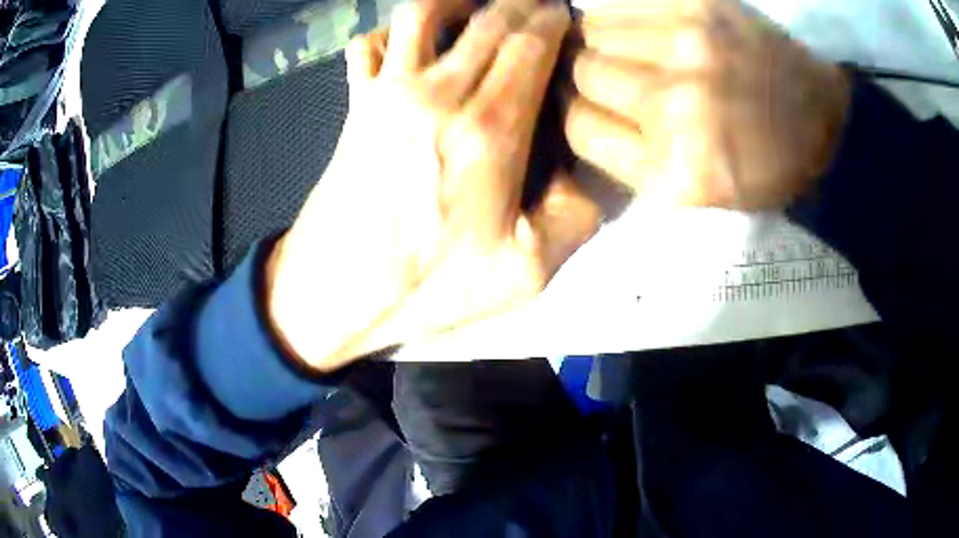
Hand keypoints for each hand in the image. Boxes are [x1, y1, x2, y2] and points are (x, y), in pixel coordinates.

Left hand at [266, 0, 599, 371]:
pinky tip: (411, 45)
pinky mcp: (356, 102)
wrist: (336, 292)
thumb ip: (574, 217)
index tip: (567, 20)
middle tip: (540, 9)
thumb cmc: (427, 287)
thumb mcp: (525, 275)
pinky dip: (392, 33)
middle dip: (523, 4)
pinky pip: (369, 44)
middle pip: (489, 18)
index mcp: (489, 129)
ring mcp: (388, 91)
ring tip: (482, 9)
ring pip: (424, 11)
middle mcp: (438, 92)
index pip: (531, 43)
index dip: (554, 22)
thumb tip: (581, 171)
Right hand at [564, 0, 850, 209]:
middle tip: (612, 78)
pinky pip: (627, 2)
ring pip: (595, 30)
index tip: (591, 109)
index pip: (579, 127)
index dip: (577, 115)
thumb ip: (631, 158)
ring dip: (599, 41)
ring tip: (626, 50)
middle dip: (586, 76)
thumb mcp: (697, 194)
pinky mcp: (701, 7)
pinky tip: (641, 29)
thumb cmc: (762, 167)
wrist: (822, 121)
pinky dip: (620, 14)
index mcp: (673, 169)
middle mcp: (675, 105)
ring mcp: (689, 47)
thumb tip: (576, 109)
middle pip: (583, 72)